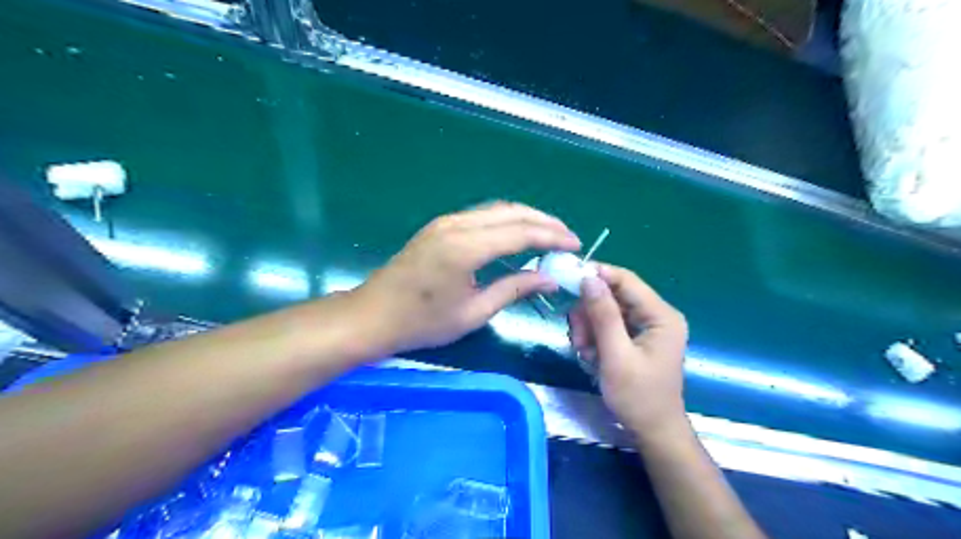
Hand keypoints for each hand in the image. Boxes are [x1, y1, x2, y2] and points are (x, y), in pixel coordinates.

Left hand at [352, 200, 580, 355]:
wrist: (373, 315)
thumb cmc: (422, 322)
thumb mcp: (473, 312)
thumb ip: (513, 290)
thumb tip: (550, 278)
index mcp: (466, 248)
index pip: (521, 232)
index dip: (552, 237)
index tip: (575, 245)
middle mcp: (458, 225)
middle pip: (512, 212)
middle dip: (544, 222)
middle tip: (568, 237)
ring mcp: (446, 222)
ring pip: (497, 209)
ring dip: (526, 218)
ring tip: (549, 235)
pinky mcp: (440, 226)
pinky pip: (482, 215)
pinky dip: (506, 221)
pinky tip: (517, 235)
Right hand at [566, 263, 687, 439]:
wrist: (652, 431)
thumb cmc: (638, 396)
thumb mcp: (616, 355)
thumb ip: (603, 316)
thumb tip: (589, 278)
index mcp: (661, 316)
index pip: (627, 281)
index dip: (598, 275)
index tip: (568, 279)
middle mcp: (656, 315)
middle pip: (614, 295)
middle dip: (591, 313)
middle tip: (579, 337)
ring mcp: (646, 327)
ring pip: (607, 310)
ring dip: (590, 328)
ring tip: (585, 352)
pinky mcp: (636, 338)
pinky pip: (608, 325)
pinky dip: (595, 337)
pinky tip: (592, 355)